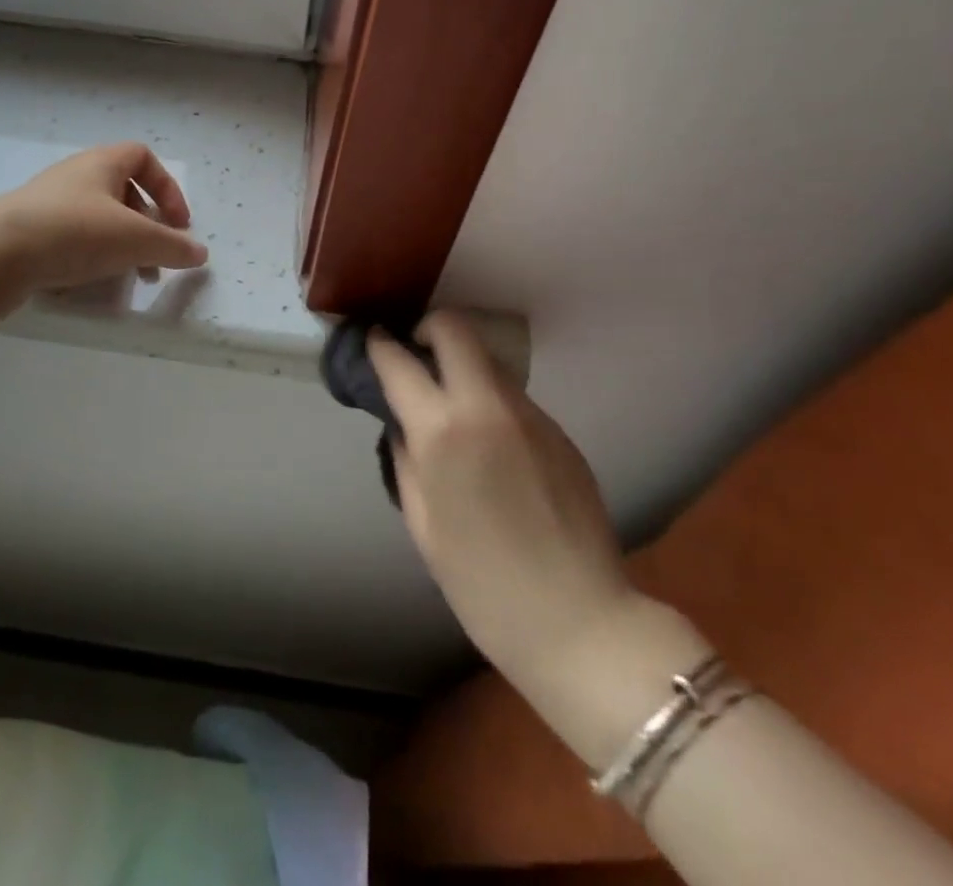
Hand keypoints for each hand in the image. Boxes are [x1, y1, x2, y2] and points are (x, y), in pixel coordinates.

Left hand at [0, 143, 208, 311]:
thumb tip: (200, 253)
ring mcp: (47, 204)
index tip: (178, 224)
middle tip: (156, 258)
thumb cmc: (73, 233)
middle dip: (146, 226)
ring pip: (97, 219)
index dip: (168, 188)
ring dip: (120, 245)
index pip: (143, 158)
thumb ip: (172, 246)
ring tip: (128, 278)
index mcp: (101, 163)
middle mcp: (74, 176)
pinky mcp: (27, 232)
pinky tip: (87, 283)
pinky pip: (69, 239)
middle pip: (122, 192)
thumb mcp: (135, 239)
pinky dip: (87, 257)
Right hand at [369, 313, 637, 695]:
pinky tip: (490, 442)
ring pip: (487, 360)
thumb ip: (405, 460)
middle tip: (415, 356)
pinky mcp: (558, 430)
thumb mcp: (422, 524)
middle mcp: (487, 407)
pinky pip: (513, 396)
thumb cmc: (482, 585)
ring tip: (450, 405)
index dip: (379, 345)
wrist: (579, 622)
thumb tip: (402, 425)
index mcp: (443, 433)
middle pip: (454, 329)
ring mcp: (530, 414)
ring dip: (461, 366)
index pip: (400, 361)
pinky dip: (490, 400)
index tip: (372, 341)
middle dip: (427, 329)